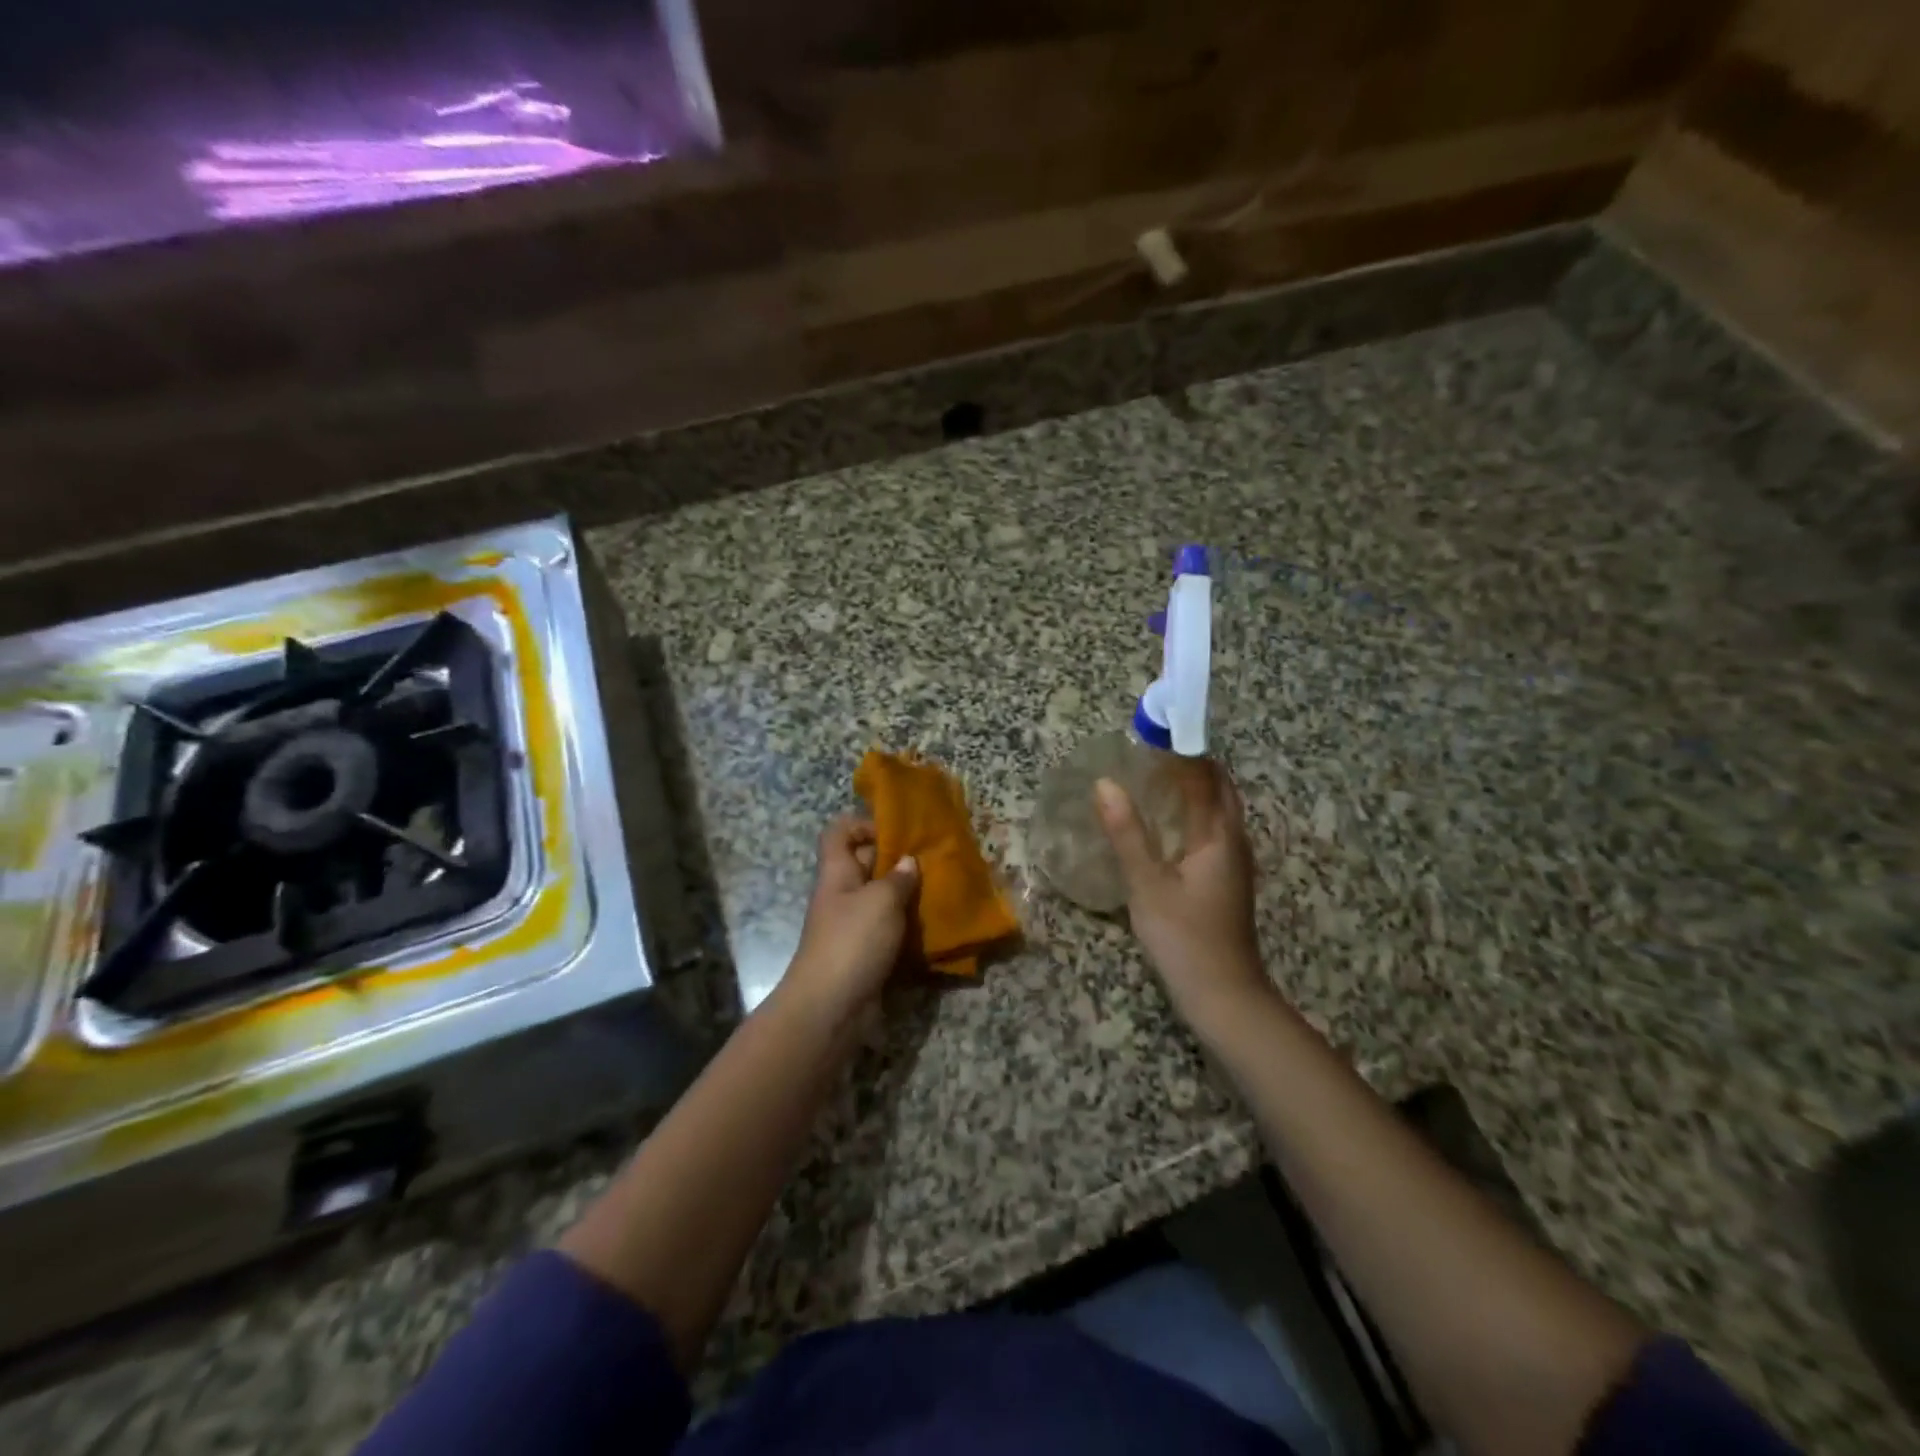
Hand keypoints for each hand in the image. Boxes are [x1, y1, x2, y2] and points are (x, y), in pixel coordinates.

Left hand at [783, 817, 918, 1022]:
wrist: (830, 1007)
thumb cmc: (853, 941)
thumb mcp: (881, 901)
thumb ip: (898, 878)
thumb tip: (908, 862)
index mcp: (837, 872)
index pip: (839, 832)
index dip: (863, 824)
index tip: (896, 833)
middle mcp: (841, 894)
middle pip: (865, 864)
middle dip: (896, 861)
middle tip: (932, 862)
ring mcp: (851, 926)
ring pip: (879, 899)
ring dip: (906, 896)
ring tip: (939, 892)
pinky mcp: (864, 953)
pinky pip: (886, 930)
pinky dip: (906, 927)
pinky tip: (932, 928)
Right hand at [1095, 761, 1272, 1028]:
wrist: (1224, 995)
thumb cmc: (1184, 937)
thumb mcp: (1147, 884)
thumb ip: (1126, 833)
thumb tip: (1105, 783)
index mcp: (1219, 836)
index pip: (1203, 777)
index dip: (1181, 750)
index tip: (1153, 729)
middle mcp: (1233, 841)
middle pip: (1219, 788)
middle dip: (1191, 763)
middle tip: (1152, 749)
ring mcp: (1234, 862)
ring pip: (1218, 809)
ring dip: (1193, 786)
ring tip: (1155, 774)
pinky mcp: (1226, 879)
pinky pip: (1212, 829)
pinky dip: (1192, 811)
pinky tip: (1166, 822)